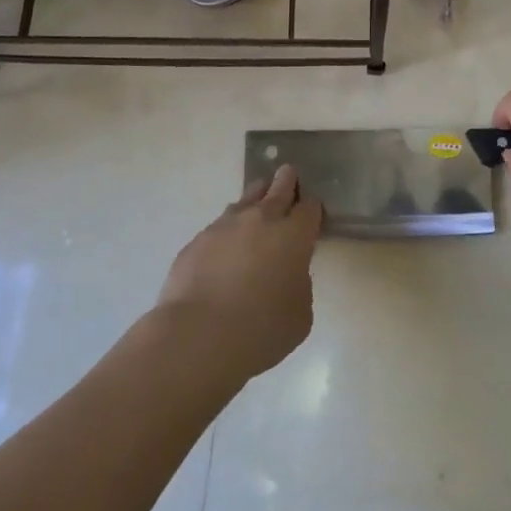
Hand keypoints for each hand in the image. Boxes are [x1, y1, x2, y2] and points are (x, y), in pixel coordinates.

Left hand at [155, 164, 322, 379]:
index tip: (311, 215)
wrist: (199, 335)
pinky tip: (225, 250)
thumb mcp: (300, 314)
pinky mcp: (198, 239)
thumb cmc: (262, 329)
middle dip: (287, 181)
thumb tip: (286, 274)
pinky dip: (228, 232)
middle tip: (288, 175)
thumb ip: (299, 285)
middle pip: (279, 187)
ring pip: (246, 199)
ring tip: (257, 205)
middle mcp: (262, 219)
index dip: (312, 209)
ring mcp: (226, 225)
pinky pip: (219, 227)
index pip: (310, 207)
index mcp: (294, 235)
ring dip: (255, 199)